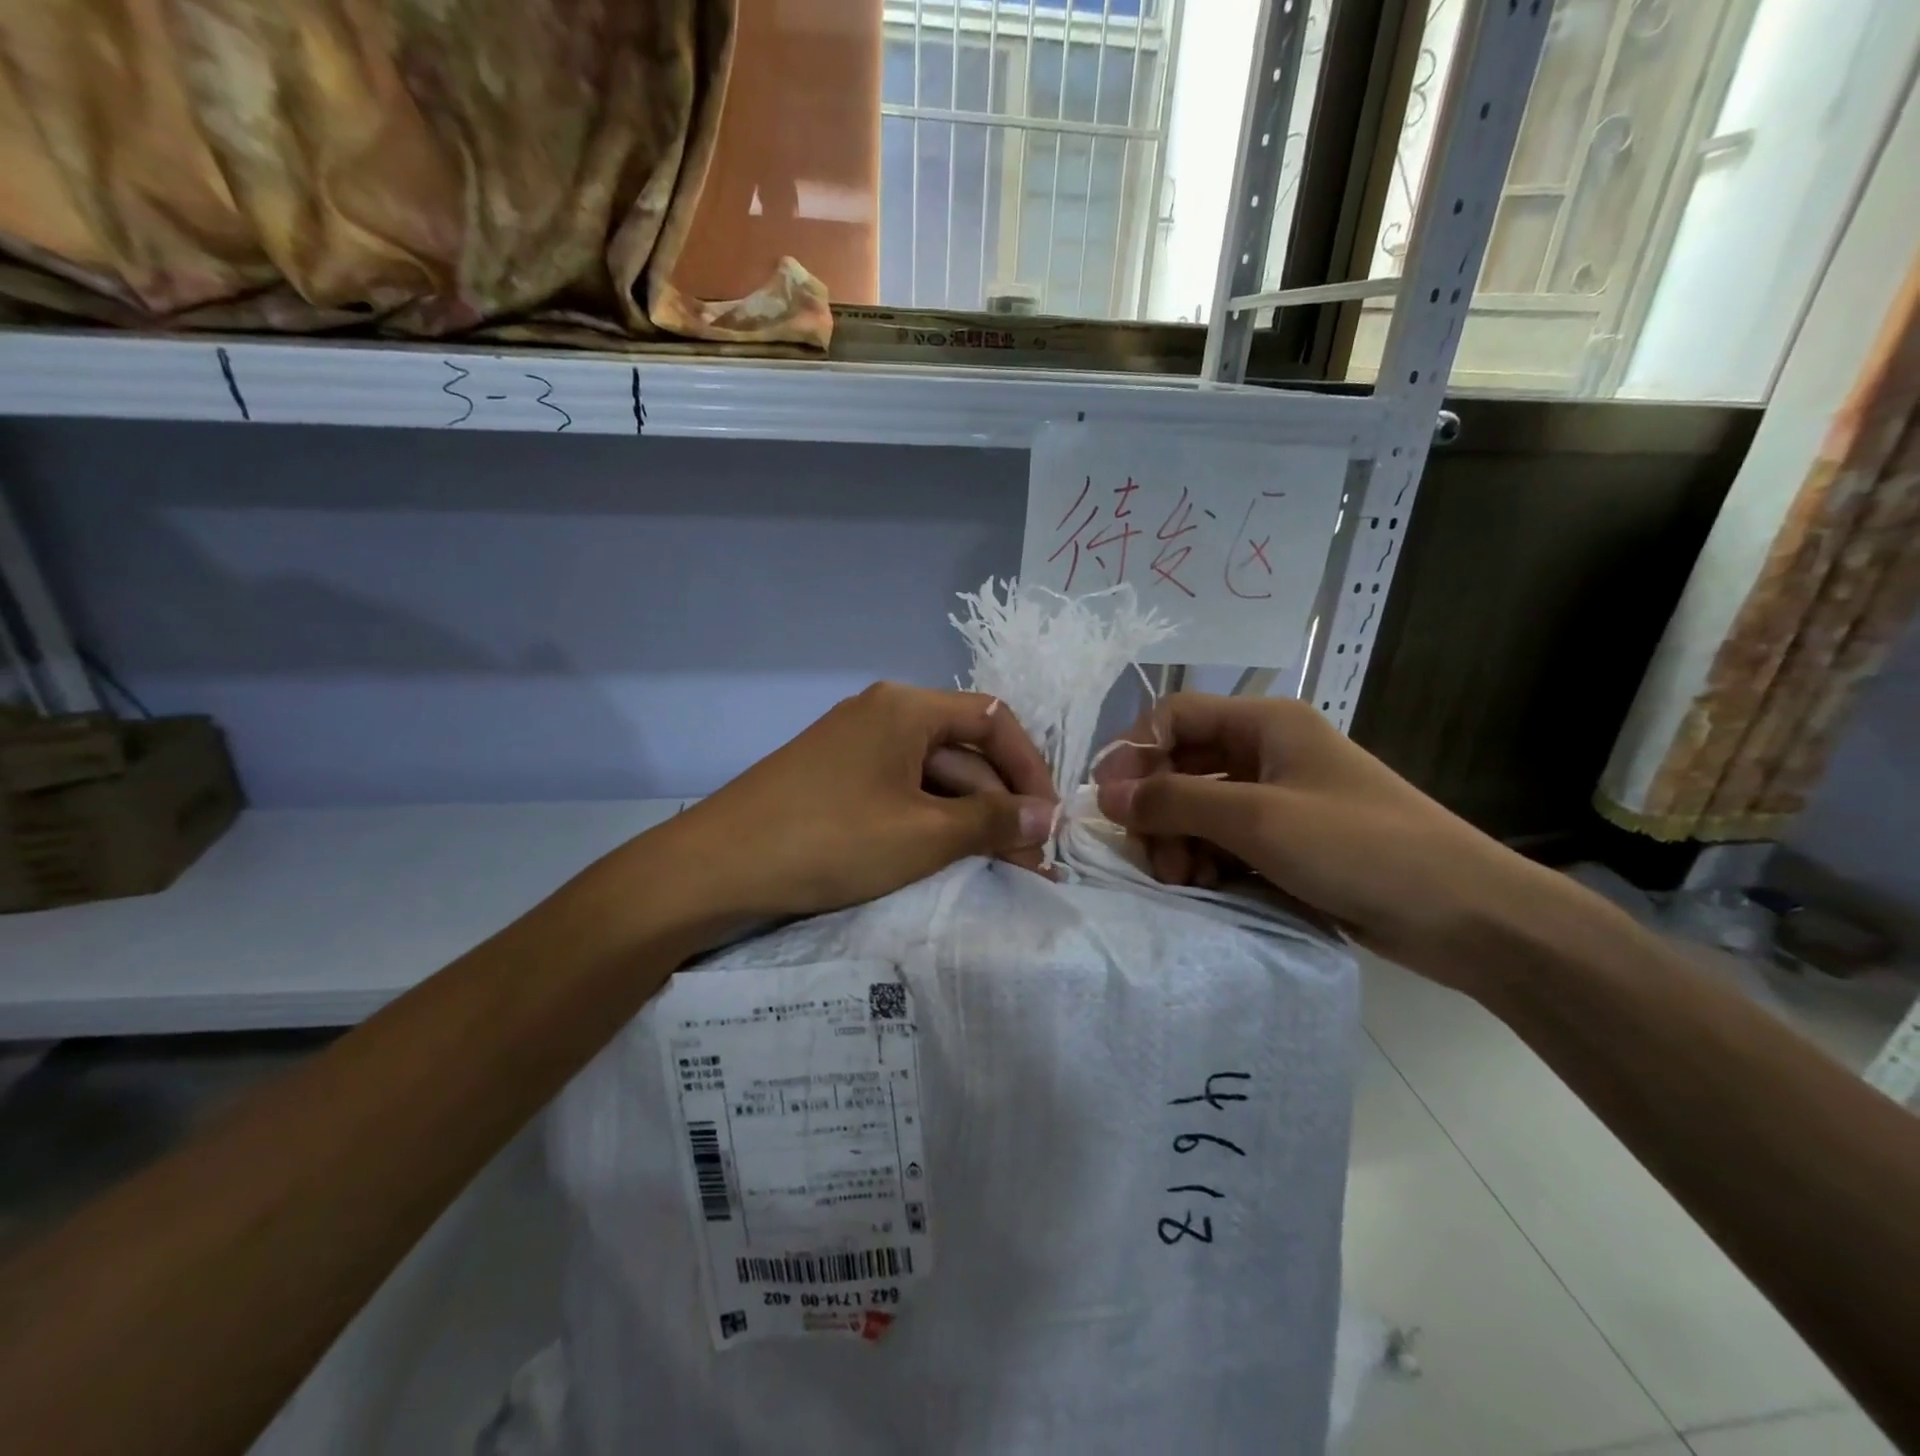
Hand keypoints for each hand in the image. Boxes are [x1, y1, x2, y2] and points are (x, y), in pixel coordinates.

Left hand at [656, 683, 1056, 925]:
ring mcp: (854, 749)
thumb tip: (1049, 816)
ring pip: (932, 779)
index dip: (1030, 768)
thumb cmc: (829, 840)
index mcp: (906, 707)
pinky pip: (899, 795)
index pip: (993, 721)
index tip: (1048, 820)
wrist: (713, 869)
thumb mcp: (921, 835)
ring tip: (998, 872)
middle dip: (1000, 806)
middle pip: (963, 752)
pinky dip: (929, 825)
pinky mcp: (835, 782)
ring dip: (968, 822)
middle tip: (1029, 864)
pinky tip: (947, 863)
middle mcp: (882, 715)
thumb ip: (991, 822)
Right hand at [1094, 693, 1567, 991]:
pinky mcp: (1286, 843)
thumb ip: (1173, 802)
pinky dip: (1205, 861)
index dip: (1134, 752)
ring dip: (1178, 841)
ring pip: (1197, 808)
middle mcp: (1266, 753)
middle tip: (1155, 857)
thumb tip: (1103, 795)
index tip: (1109, 803)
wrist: (1466, 917)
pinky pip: (1223, 841)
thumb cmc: (1360, 848)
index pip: (1174, 717)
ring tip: (1185, 880)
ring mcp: (1278, 800)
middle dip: (1157, 809)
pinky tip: (1208, 887)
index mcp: (1265, 724)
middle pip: (1181, 765)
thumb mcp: (1257, 820)